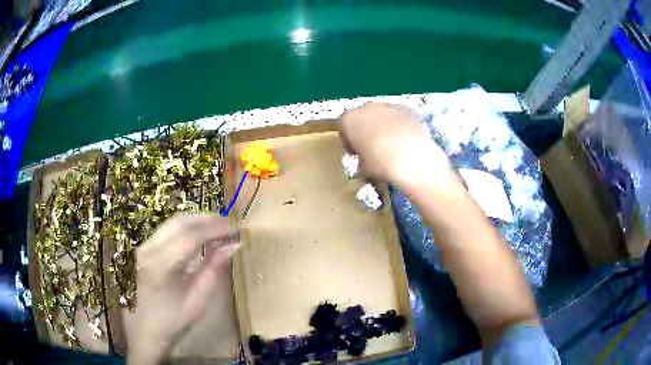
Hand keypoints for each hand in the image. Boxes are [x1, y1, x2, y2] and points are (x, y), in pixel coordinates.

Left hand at [126, 214, 239, 364]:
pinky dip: (186, 228)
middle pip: (179, 222)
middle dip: (207, 219)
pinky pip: (166, 231)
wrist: (143, 332)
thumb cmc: (172, 323)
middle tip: (230, 224)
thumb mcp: (196, 301)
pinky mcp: (143, 249)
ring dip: (196, 221)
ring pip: (172, 223)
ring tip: (218, 227)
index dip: (216, 228)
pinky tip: (199, 235)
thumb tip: (232, 246)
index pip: (191, 236)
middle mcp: (148, 249)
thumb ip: (213, 270)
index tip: (238, 227)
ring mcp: (143, 247)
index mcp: (160, 266)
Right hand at [338, 103, 454, 189]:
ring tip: (393, 146)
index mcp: (349, 120)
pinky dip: (401, 126)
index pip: (343, 126)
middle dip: (366, 129)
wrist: (413, 160)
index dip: (348, 139)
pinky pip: (400, 117)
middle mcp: (367, 107)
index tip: (355, 152)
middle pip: (363, 116)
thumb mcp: (363, 169)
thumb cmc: (381, 166)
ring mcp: (389, 105)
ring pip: (382, 114)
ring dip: (384, 126)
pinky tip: (407, 142)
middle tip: (373, 148)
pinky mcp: (408, 109)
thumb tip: (366, 161)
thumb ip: (361, 160)